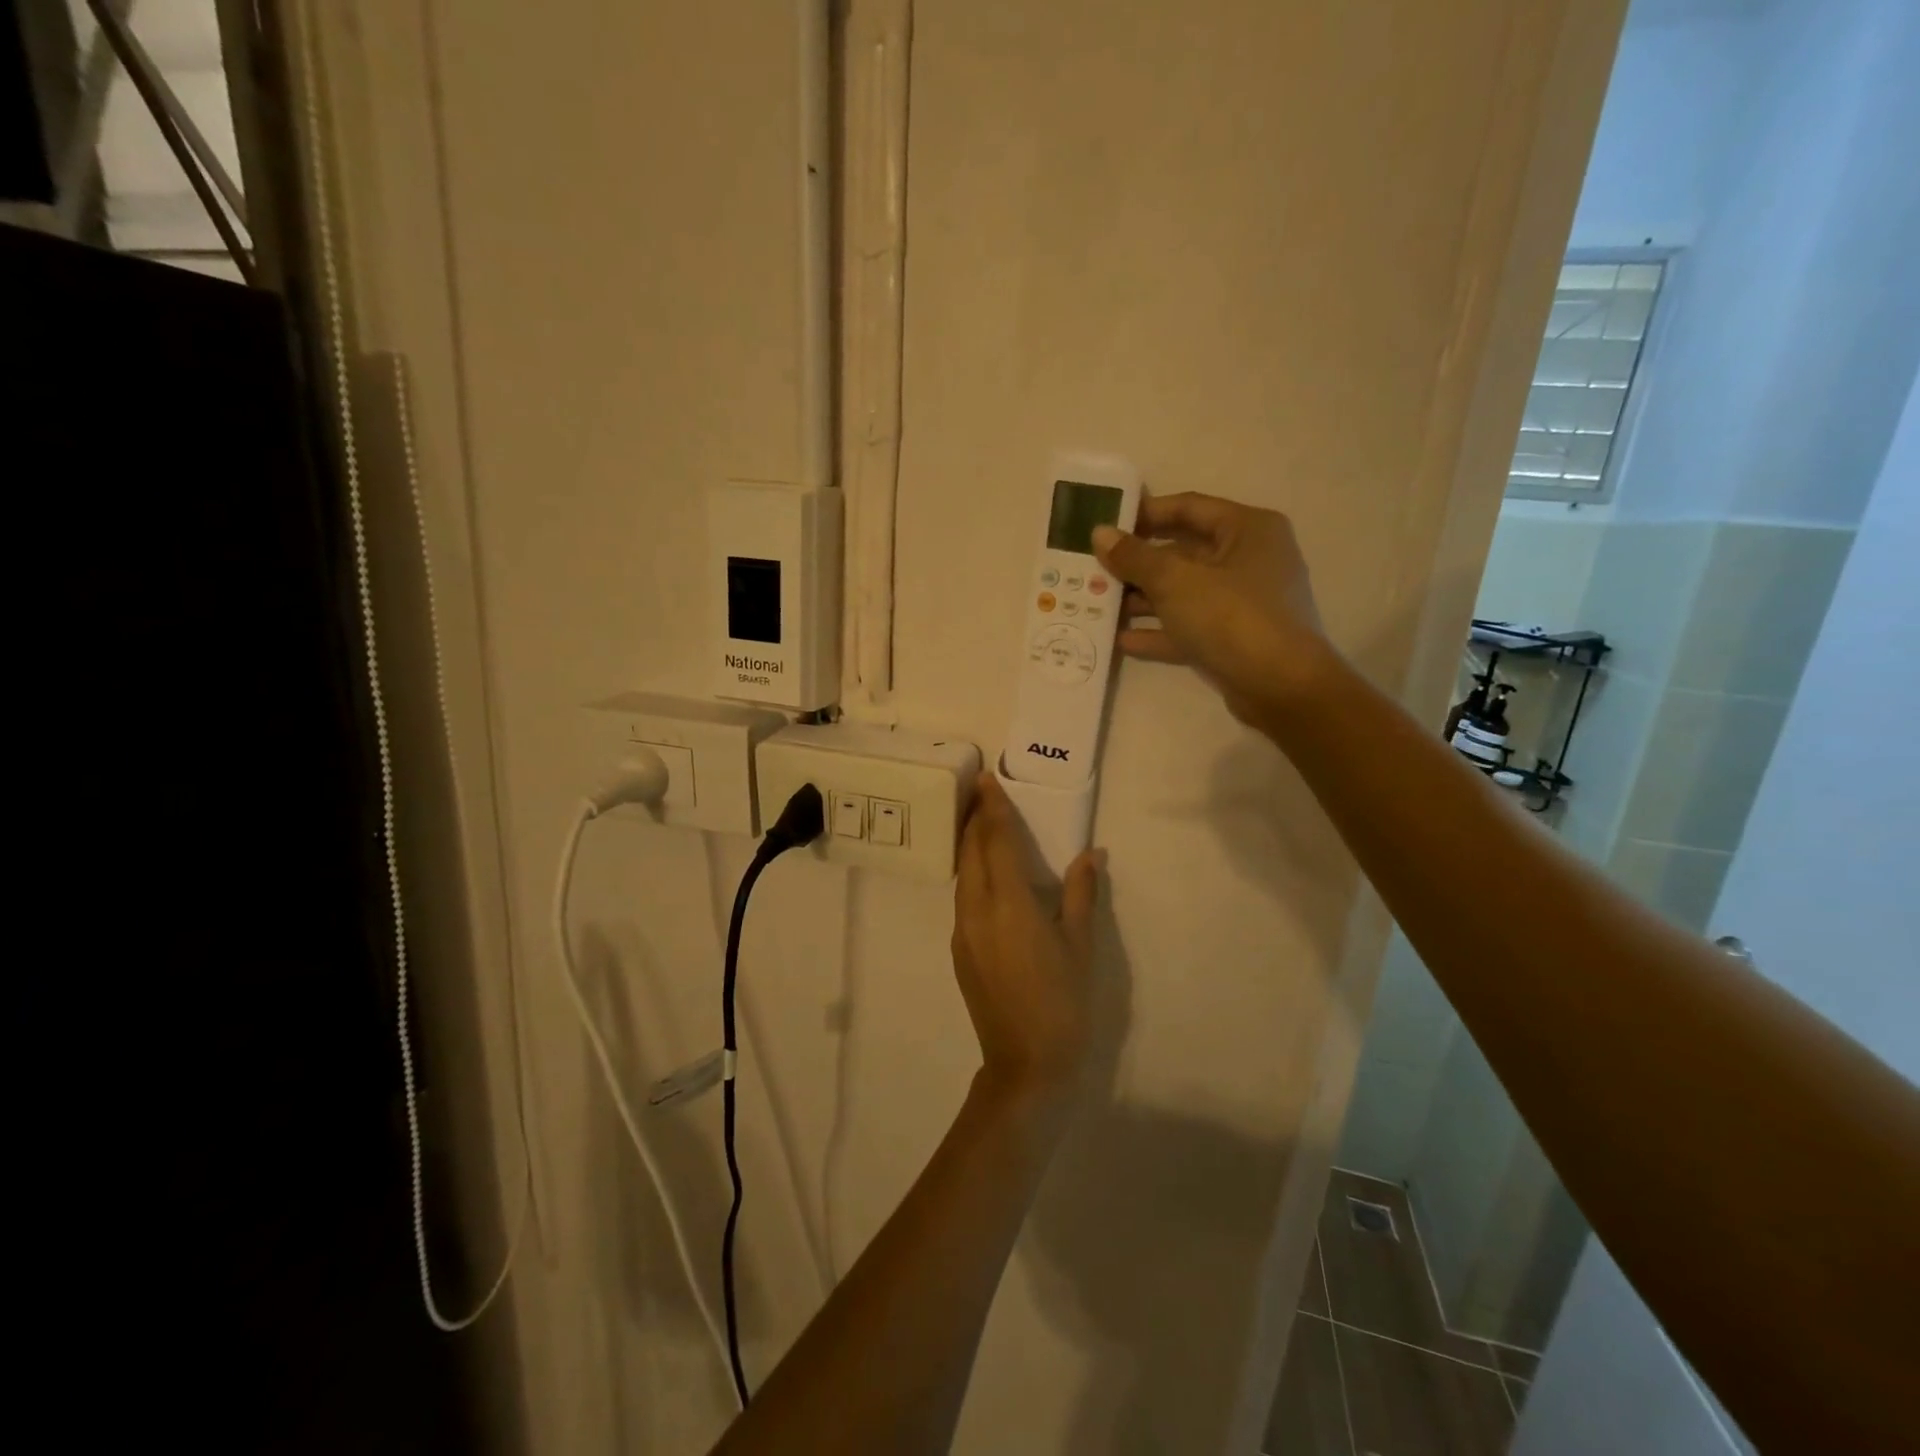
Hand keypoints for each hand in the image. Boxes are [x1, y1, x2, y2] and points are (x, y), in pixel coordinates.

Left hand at [951, 776, 1100, 1106]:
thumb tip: (1090, 855)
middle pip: (971, 852)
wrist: (1025, 1065)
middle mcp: (977, 910)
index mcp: (1009, 903)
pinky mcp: (960, 951)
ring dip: (969, 845)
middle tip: (982, 792)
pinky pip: (962, 898)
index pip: (996, 841)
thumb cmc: (1063, 1002)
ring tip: (981, 824)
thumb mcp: (1081, 946)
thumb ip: (1081, 895)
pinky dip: (971, 874)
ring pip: (962, 875)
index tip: (987, 780)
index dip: (992, 808)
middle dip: (975, 819)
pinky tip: (985, 875)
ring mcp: (963, 931)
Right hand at [1092, 492, 1334, 729]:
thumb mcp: (1175, 581)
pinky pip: (1188, 628)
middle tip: (1093, 568)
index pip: (1188, 508)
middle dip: (1137, 563)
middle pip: (1182, 552)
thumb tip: (1100, 533)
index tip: (1105, 524)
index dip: (1144, 514)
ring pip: (1183, 592)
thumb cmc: (1232, 617)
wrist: (1280, 688)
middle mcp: (1248, 560)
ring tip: (1097, 604)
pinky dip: (1158, 632)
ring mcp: (1241, 603)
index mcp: (1247, 529)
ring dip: (1141, 599)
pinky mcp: (1232, 640)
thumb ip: (1134, 557)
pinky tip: (1120, 640)